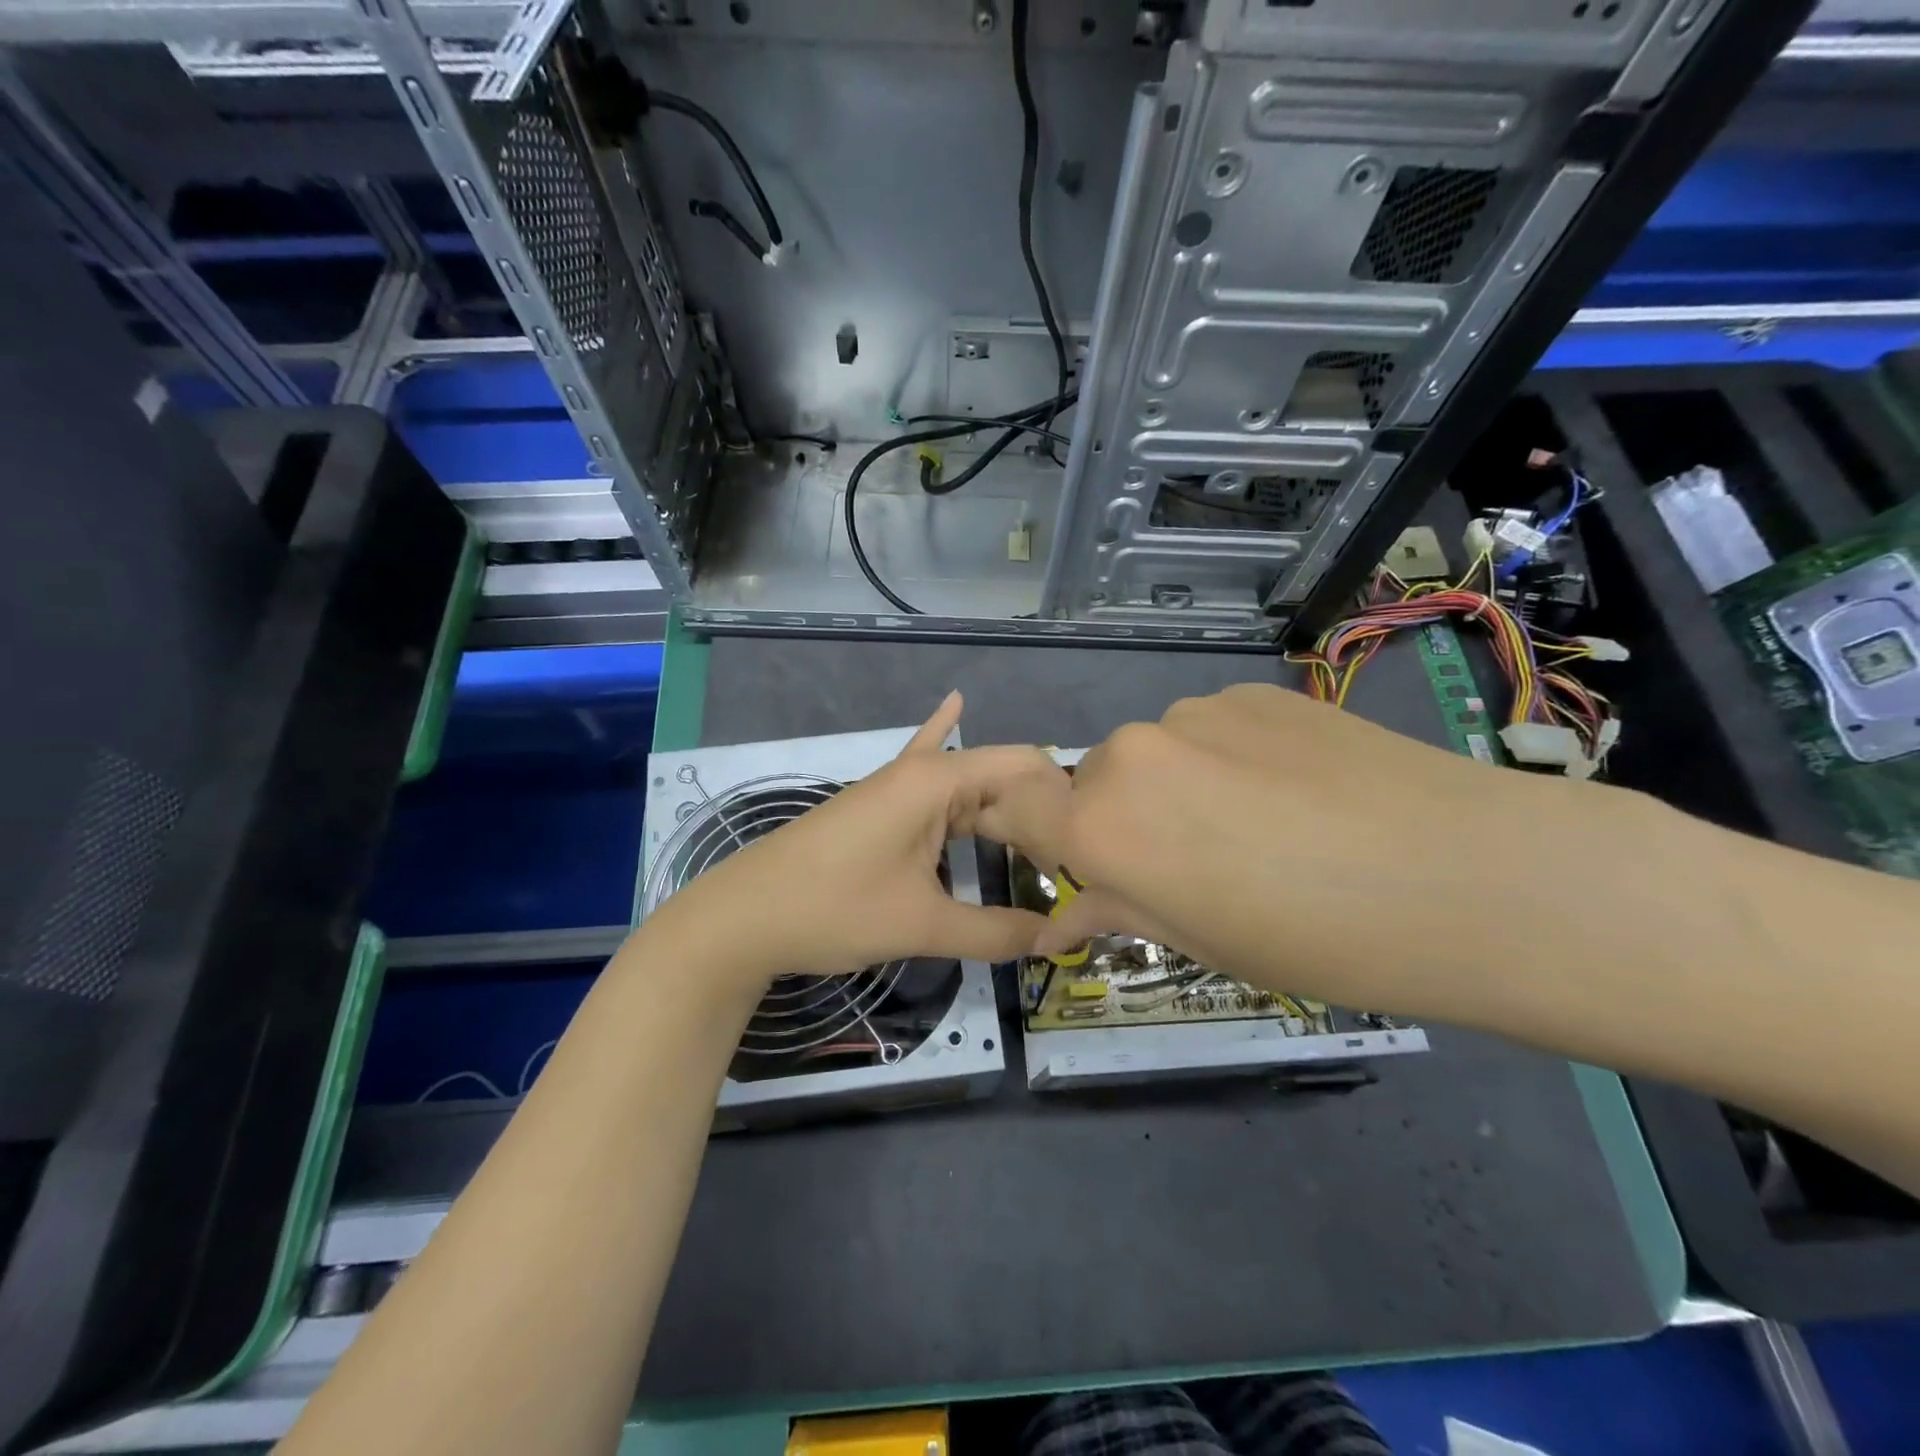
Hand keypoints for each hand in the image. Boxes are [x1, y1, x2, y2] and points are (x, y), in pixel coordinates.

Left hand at [648, 691, 1061, 989]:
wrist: (743, 916)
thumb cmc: (834, 909)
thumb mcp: (921, 924)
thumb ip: (993, 932)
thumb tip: (1054, 941)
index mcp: (937, 782)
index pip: (1021, 767)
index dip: (1061, 800)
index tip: (1092, 843)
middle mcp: (920, 773)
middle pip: (998, 778)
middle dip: (1038, 811)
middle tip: (1080, 856)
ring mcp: (896, 788)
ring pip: (967, 786)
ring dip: (1004, 807)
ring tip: (1051, 832)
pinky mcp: (879, 807)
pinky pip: (927, 777)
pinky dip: (944, 744)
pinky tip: (953, 704)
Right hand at [991, 682, 1606, 1016]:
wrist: (1471, 876)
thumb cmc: (1317, 941)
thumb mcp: (1202, 942)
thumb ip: (1116, 910)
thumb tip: (1060, 920)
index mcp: (1103, 824)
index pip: (1019, 809)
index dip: (1026, 831)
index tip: (1060, 858)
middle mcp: (1131, 752)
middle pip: (1095, 783)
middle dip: (1123, 822)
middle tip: (1194, 868)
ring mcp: (1195, 712)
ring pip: (1157, 755)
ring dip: (1179, 789)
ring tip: (1262, 830)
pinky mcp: (1254, 691)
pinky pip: (1212, 730)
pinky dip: (1229, 760)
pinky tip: (1298, 793)